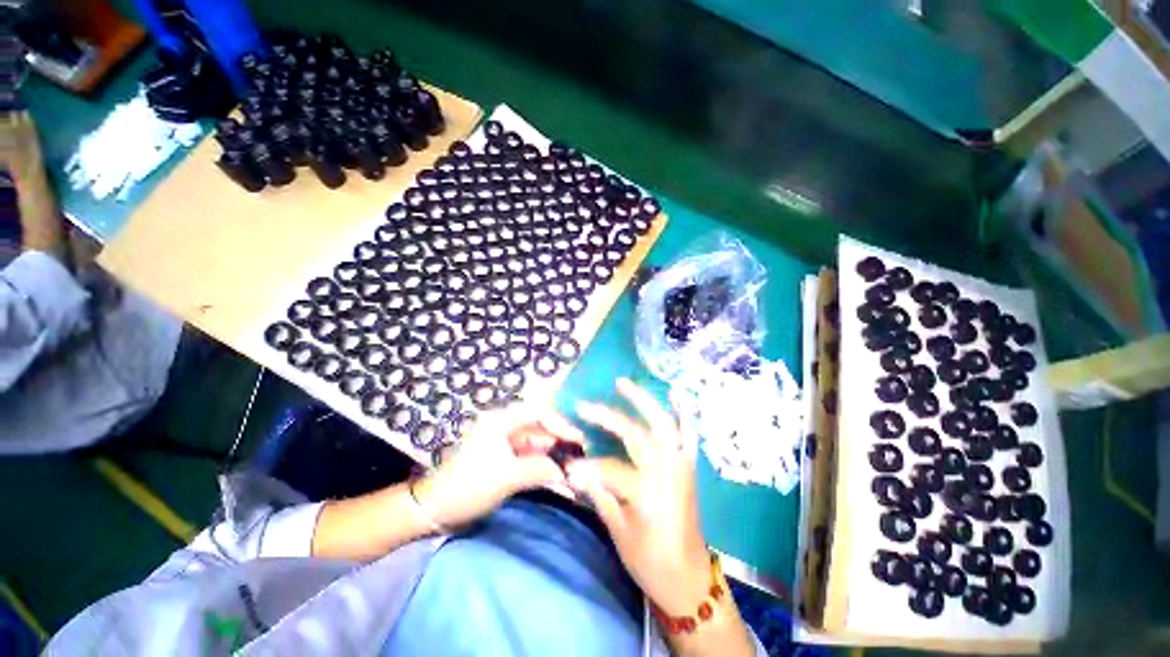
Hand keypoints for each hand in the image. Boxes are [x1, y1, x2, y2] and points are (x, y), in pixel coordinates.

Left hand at [415, 406, 585, 527]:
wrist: (433, 510)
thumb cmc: (469, 486)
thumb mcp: (507, 477)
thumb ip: (540, 469)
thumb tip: (567, 470)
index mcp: (501, 420)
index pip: (538, 412)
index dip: (560, 422)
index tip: (578, 439)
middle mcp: (503, 426)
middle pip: (538, 425)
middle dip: (558, 437)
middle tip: (580, 452)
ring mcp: (502, 443)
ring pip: (535, 441)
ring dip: (552, 451)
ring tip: (572, 463)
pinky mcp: (502, 459)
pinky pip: (528, 455)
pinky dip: (541, 462)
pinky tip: (556, 472)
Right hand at [566, 378, 711, 615]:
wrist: (689, 579)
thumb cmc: (650, 561)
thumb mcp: (619, 531)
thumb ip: (598, 494)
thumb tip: (573, 470)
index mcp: (647, 491)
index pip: (609, 468)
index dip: (586, 467)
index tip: (567, 467)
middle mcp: (666, 471)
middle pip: (635, 434)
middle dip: (609, 417)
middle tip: (586, 404)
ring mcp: (680, 464)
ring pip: (662, 423)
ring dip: (643, 401)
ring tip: (623, 383)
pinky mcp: (686, 466)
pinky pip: (685, 433)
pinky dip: (680, 412)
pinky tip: (674, 395)